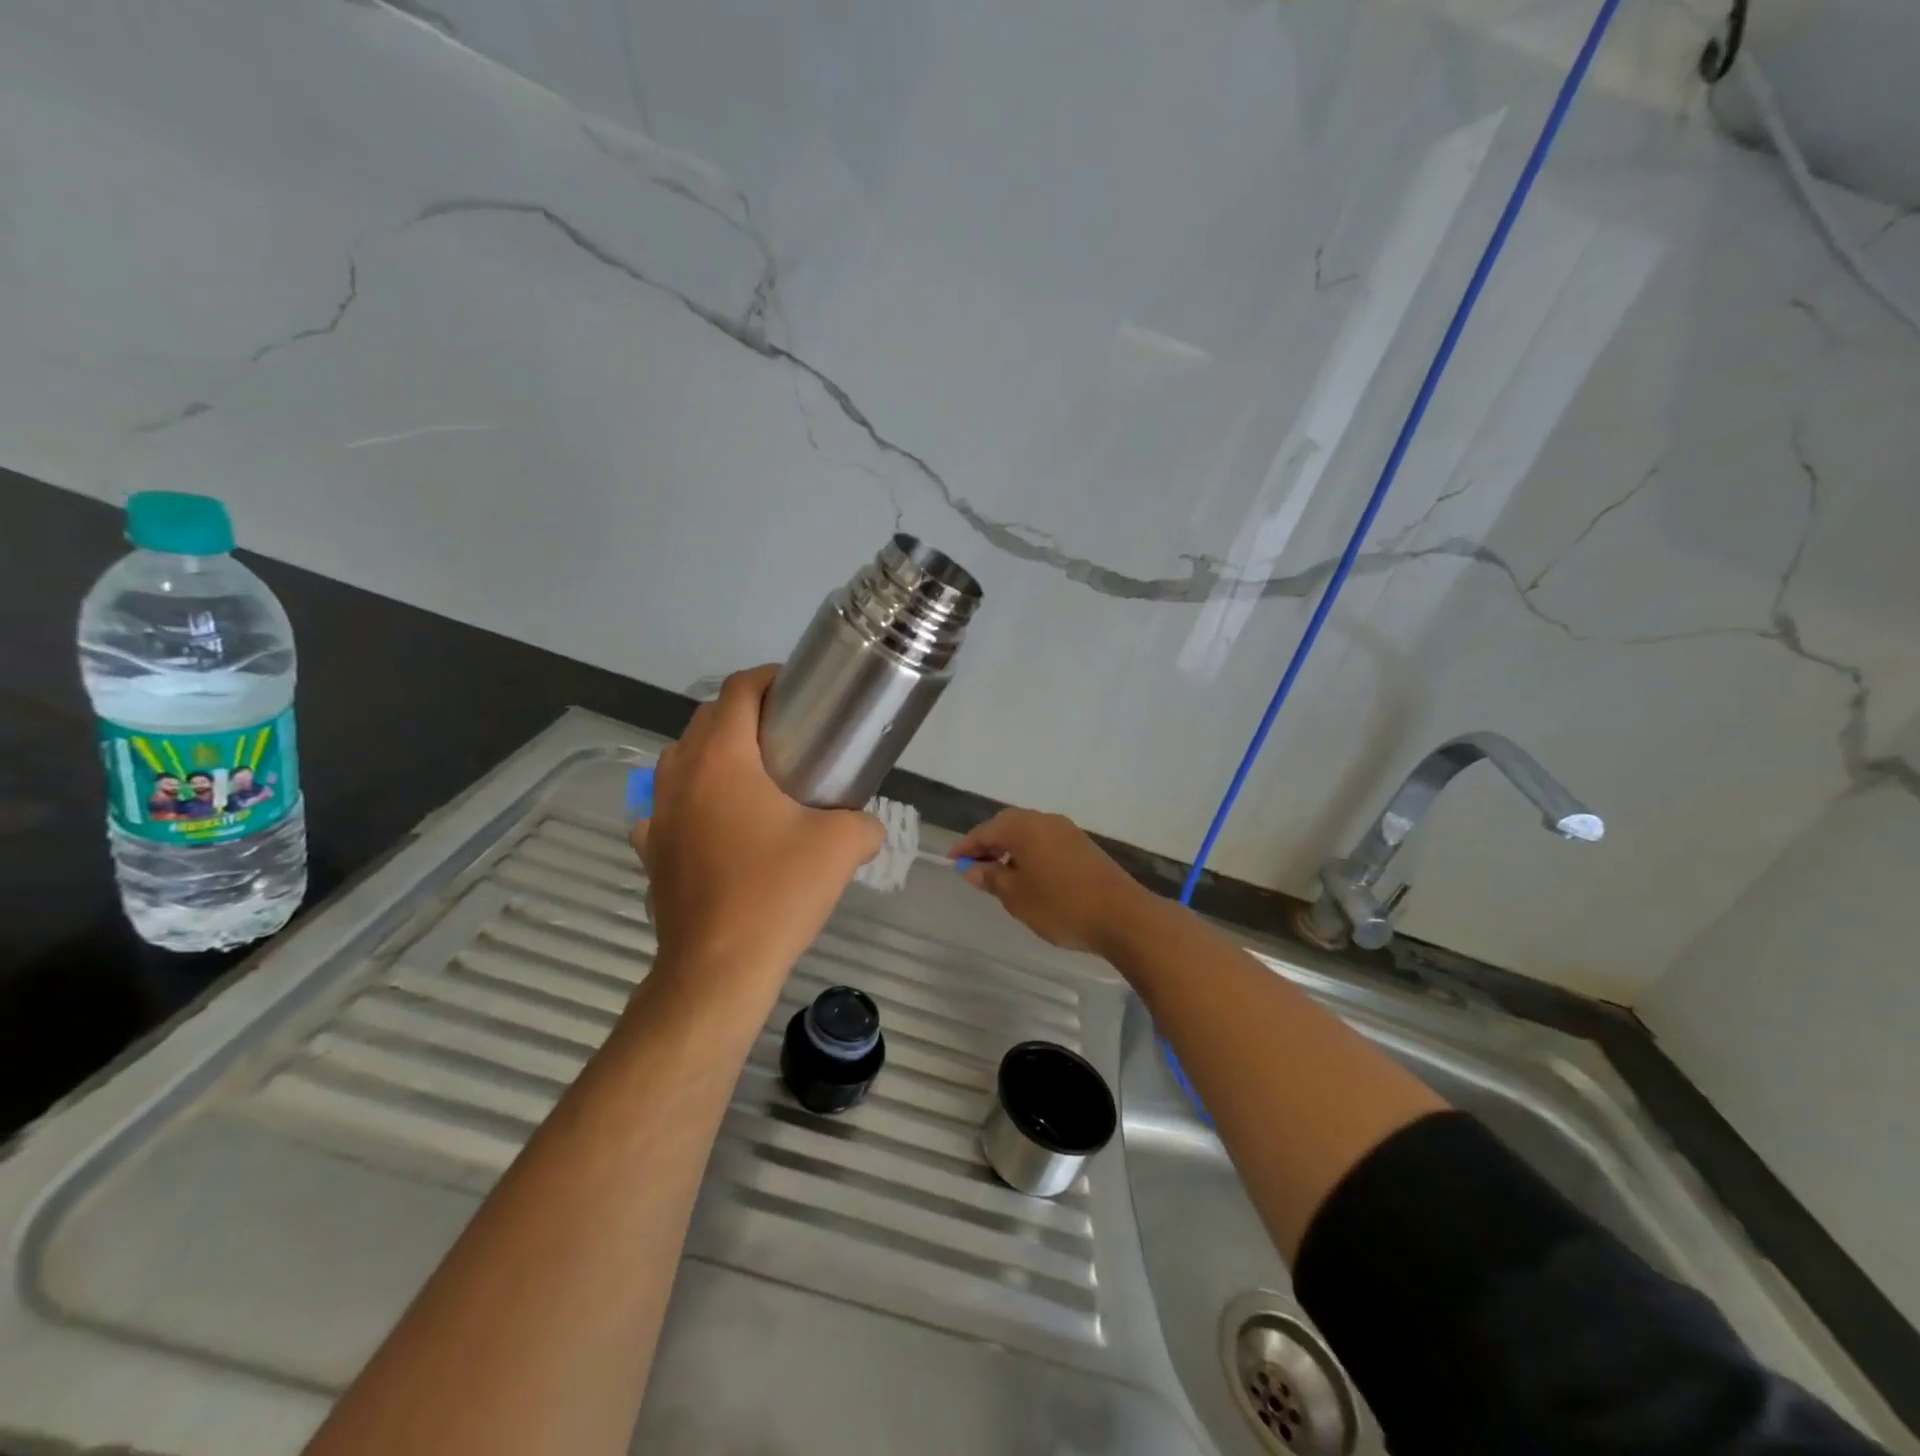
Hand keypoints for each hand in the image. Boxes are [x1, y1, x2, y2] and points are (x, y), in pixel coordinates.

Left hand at [631, 666, 882, 985]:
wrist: (718, 969)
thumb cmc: (777, 893)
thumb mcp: (841, 847)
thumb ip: (865, 823)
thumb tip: (867, 826)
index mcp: (722, 758)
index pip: (738, 690)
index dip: (770, 679)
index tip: (800, 693)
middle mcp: (680, 774)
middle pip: (708, 719)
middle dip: (746, 714)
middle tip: (789, 734)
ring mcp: (658, 813)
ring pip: (683, 759)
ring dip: (716, 753)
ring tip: (756, 776)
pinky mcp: (652, 850)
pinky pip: (669, 807)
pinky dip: (693, 800)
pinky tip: (718, 824)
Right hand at [952, 809, 1149, 954]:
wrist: (1122, 915)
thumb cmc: (1061, 905)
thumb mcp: (1017, 897)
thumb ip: (992, 879)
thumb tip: (973, 868)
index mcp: (1023, 827)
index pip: (985, 831)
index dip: (966, 846)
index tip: (952, 861)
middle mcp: (1044, 820)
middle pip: (1008, 826)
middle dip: (989, 844)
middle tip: (975, 867)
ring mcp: (1068, 831)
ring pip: (1029, 834)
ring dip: (1012, 850)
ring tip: (1001, 876)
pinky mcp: (1084, 846)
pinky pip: (1047, 843)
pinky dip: (1032, 855)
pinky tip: (1031, 878)